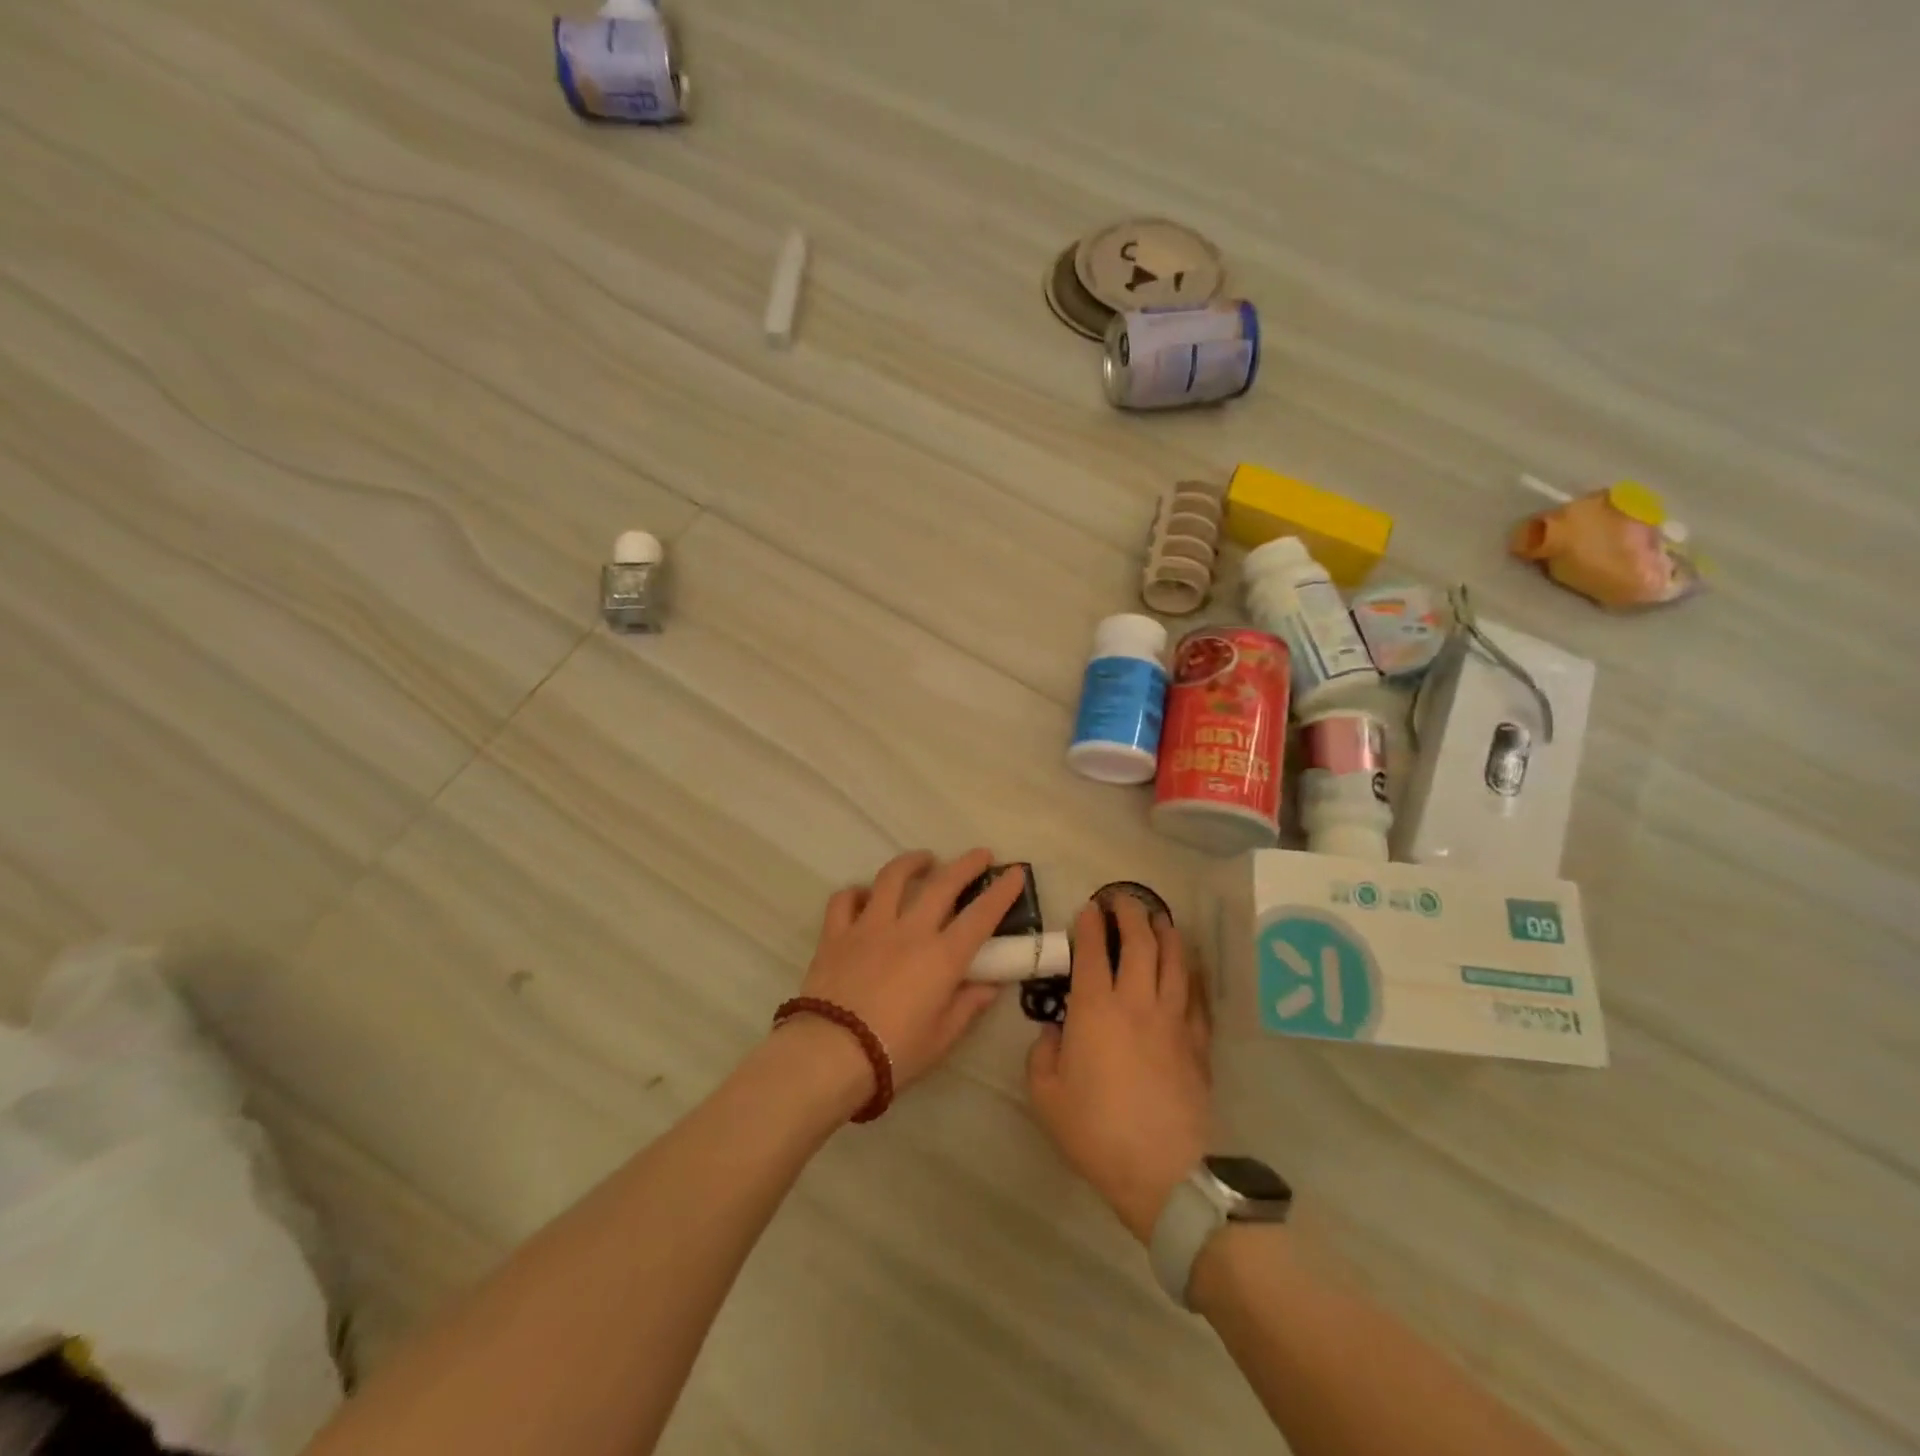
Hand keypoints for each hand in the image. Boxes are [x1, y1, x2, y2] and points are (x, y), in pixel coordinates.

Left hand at [793, 849, 1025, 1093]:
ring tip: (923, 860)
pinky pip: (845, 900)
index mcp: (942, 957)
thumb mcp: (941, 1038)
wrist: (830, 1055)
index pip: (981, 915)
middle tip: (980, 855)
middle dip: (966, 865)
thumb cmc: (894, 1053)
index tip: (1015, 872)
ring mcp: (869, 927)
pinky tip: (864, 896)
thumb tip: (989, 986)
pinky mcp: (836, 934)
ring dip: (911, 863)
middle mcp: (909, 931)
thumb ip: (967, 1006)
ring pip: (891, 878)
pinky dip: (856, 893)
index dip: (1001, 892)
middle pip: (942, 884)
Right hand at [1027, 893, 1211, 1242]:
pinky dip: (1190, 972)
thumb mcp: (1046, 1096)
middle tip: (1123, 899)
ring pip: (1173, 961)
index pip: (1091, 952)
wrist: (1162, 1171)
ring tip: (1160, 917)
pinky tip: (1188, 965)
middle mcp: (1136, 1002)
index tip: (1088, 908)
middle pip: (1138, 943)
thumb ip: (1043, 1054)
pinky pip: (1196, 995)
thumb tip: (1056, 1033)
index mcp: (1095, 1009)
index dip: (1089, 925)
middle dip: (1129, 913)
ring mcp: (1173, 1019)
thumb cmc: (1095, 1132)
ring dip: (1165, 932)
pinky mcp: (1197, 1041)